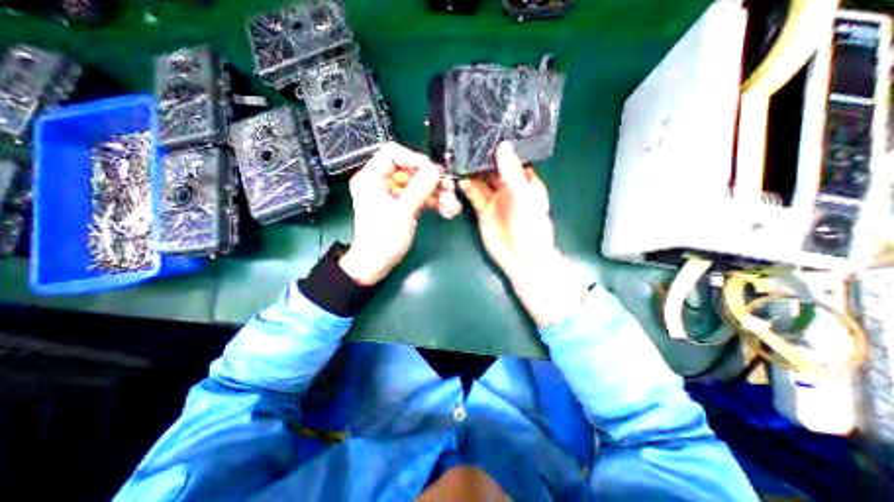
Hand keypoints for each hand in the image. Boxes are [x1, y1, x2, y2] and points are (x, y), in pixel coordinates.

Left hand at [337, 142, 456, 287]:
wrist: (376, 264)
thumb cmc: (383, 238)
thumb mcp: (402, 211)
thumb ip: (420, 188)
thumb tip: (436, 169)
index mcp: (372, 177)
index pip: (392, 153)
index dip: (414, 158)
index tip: (431, 171)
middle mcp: (383, 182)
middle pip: (411, 169)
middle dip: (432, 180)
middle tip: (450, 188)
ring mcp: (394, 194)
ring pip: (419, 184)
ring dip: (438, 193)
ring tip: (452, 205)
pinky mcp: (404, 205)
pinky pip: (421, 197)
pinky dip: (434, 202)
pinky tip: (447, 210)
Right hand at [457, 143, 592, 327]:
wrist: (521, 259)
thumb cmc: (530, 228)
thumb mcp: (524, 198)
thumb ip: (512, 173)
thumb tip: (502, 146)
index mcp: (525, 182)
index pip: (512, 159)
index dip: (501, 148)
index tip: (487, 132)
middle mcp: (509, 188)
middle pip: (493, 169)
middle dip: (482, 158)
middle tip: (466, 143)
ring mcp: (494, 199)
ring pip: (481, 181)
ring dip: (471, 172)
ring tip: (459, 160)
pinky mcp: (483, 210)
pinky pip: (474, 196)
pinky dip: (467, 188)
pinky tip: (460, 180)